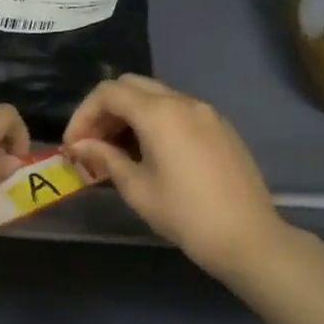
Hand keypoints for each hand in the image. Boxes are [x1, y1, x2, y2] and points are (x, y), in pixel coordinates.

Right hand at [64, 75, 291, 283]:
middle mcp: (183, 101)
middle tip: (92, 144)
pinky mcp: (220, 126)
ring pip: (156, 96)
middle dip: (105, 110)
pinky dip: (155, 120)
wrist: (248, 237)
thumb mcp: (138, 189)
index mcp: (160, 113)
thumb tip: (80, 145)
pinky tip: (150, 153)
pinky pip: (178, 110)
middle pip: (131, 86)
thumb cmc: (186, 215)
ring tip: (117, 151)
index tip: (74, 145)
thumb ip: (106, 159)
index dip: (83, 114)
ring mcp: (205, 112)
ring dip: (130, 114)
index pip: (109, 93)